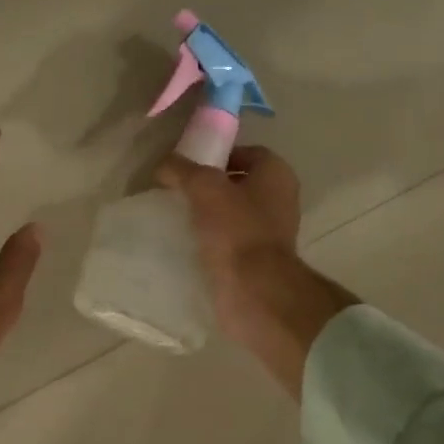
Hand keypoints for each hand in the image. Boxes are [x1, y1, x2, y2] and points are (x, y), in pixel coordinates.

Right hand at [157, 147, 355, 397]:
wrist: (252, 290)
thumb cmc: (235, 230)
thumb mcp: (204, 188)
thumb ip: (183, 170)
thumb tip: (164, 165)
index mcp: (277, 175)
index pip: (247, 153)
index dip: (218, 155)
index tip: (189, 166)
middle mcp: (279, 200)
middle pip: (239, 184)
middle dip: (209, 187)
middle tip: (178, 191)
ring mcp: (270, 233)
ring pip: (233, 214)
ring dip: (208, 215)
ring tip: (177, 217)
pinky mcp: (257, 260)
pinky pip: (229, 241)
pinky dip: (211, 240)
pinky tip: (187, 243)